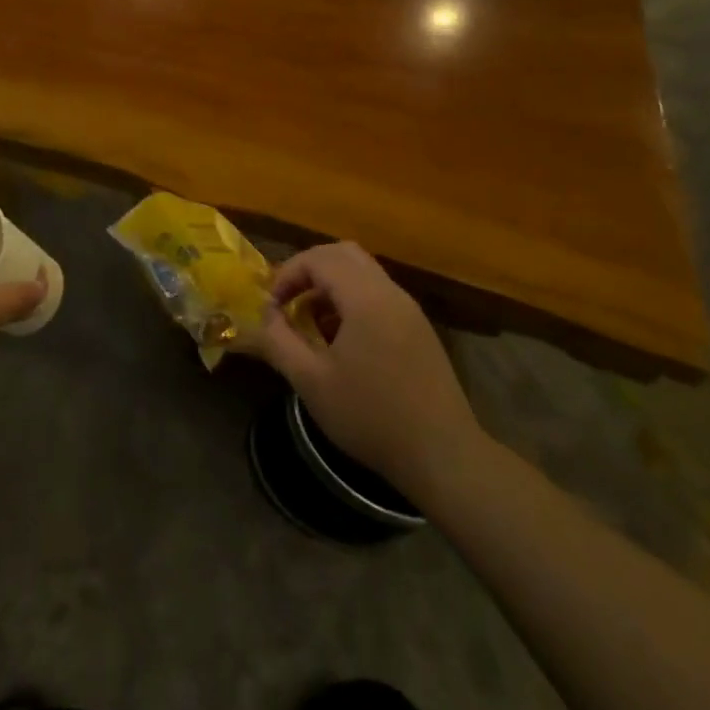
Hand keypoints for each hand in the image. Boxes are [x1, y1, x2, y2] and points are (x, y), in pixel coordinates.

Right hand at [245, 242, 486, 494]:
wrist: (443, 455)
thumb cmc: (371, 416)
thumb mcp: (311, 382)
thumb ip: (279, 341)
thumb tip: (266, 315)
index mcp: (365, 298)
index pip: (319, 258)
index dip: (288, 274)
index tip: (272, 307)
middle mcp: (390, 293)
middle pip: (343, 254)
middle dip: (309, 270)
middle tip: (289, 301)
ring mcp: (409, 310)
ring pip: (363, 272)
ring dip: (331, 285)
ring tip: (312, 323)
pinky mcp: (419, 329)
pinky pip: (379, 294)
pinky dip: (352, 300)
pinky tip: (342, 340)